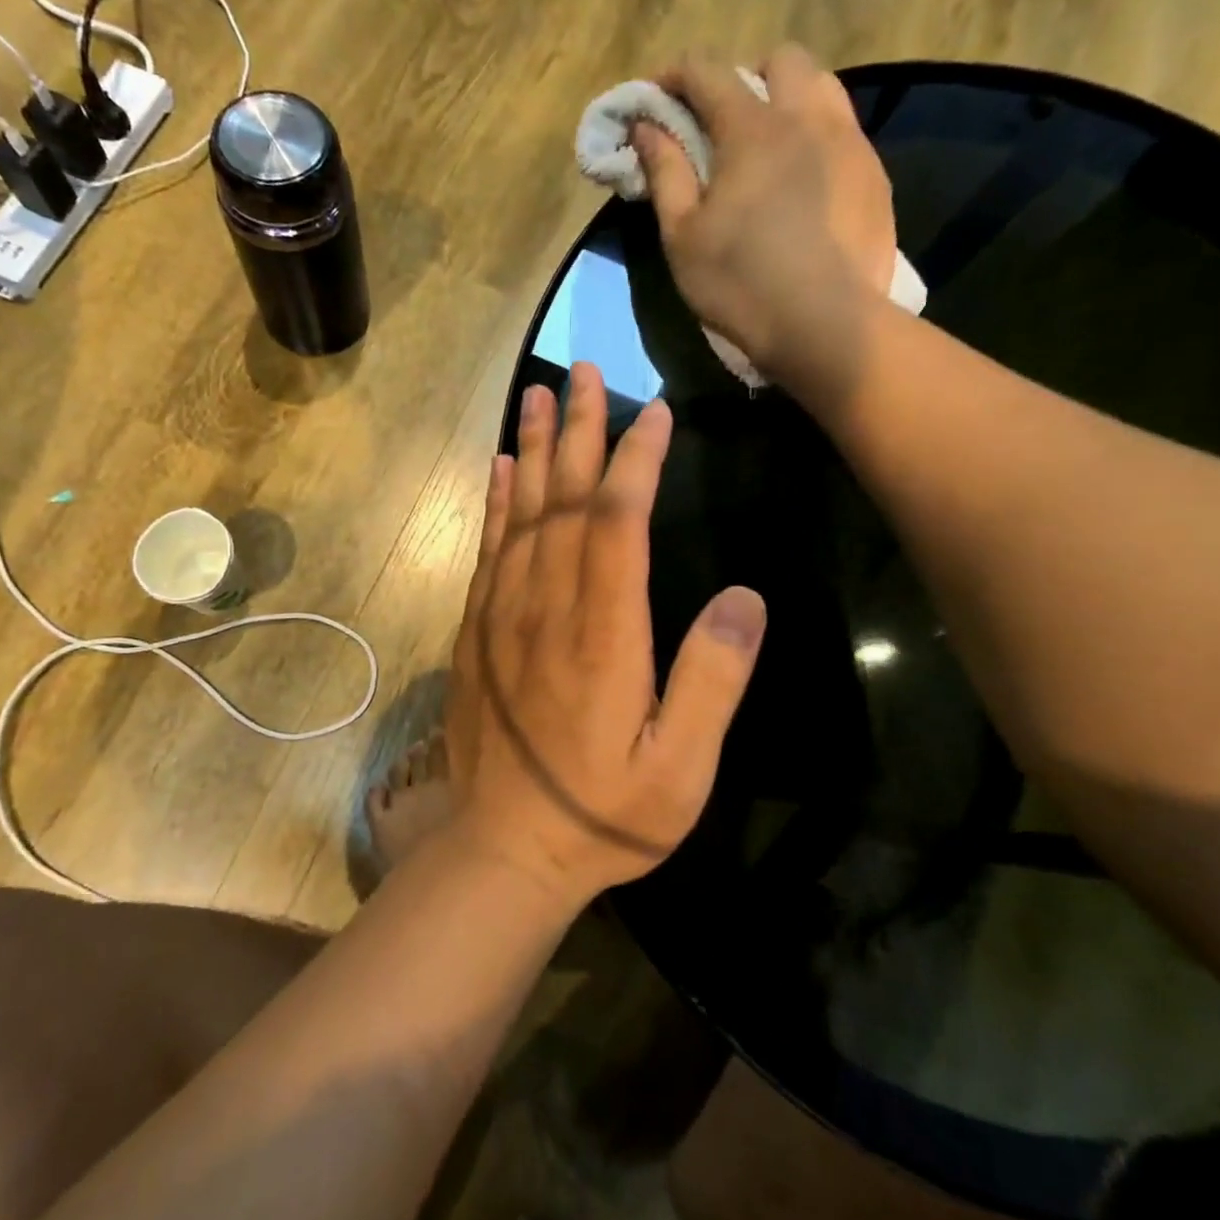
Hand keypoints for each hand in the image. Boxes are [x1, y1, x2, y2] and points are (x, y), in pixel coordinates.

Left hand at [442, 364, 766, 906]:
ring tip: (538, 395)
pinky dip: (495, 504)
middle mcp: (547, 609)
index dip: (635, 461)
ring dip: (533, 451)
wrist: (505, 850)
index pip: (616, 524)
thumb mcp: (680, 770)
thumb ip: (711, 682)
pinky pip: (487, 551)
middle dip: (578, 431)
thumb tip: (742, 598)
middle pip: (563, 502)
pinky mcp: (477, 633)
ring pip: (519, 515)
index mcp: (602, 635)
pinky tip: (501, 470)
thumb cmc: (601, 815)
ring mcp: (503, 617)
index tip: (653, 413)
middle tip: (585, 370)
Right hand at [631, 44, 897, 396]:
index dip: (674, 76)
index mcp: (753, 128)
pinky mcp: (875, 176)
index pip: (708, 71)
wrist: (826, 325)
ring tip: (770, 147)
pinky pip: (844, 131)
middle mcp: (807, 117)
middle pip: (779, 61)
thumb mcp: (683, 236)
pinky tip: (804, 184)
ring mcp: (850, 143)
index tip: (654, 99)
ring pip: (822, 87)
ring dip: (789, 99)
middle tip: (722, 124)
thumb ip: (665, 173)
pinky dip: (816, 138)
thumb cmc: (740, 283)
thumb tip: (646, 127)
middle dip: (744, 77)